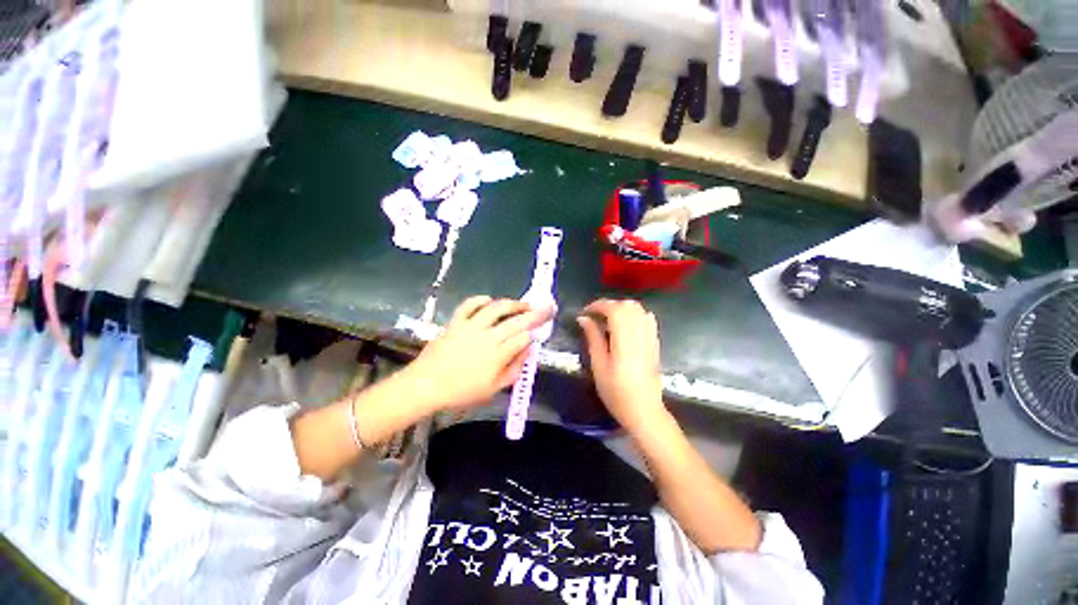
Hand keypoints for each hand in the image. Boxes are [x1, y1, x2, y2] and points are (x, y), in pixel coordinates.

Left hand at [403, 296, 552, 413]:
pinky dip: (480, 299)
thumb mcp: (493, 389)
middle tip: (547, 307)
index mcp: (498, 355)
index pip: (523, 338)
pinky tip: (489, 299)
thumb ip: (514, 369)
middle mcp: (488, 337)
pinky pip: (469, 305)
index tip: (540, 330)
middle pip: (516, 321)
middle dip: (535, 313)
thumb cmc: (461, 392)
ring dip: (513, 304)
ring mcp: (471, 326)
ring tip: (524, 303)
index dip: (534, 332)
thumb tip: (527, 350)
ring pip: (497, 308)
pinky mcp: (456, 322)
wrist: (426, 385)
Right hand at [577, 299, 666, 432]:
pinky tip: (625, 325)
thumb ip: (593, 338)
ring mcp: (651, 337)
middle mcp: (640, 333)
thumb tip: (583, 318)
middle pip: (627, 305)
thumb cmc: (616, 391)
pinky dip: (634, 314)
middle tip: (594, 316)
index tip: (585, 312)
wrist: (643, 410)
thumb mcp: (598, 365)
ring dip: (621, 308)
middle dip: (609, 305)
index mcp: (625, 339)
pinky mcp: (655, 342)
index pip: (614, 309)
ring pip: (638, 308)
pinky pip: (647, 317)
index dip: (598, 306)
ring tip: (608, 319)